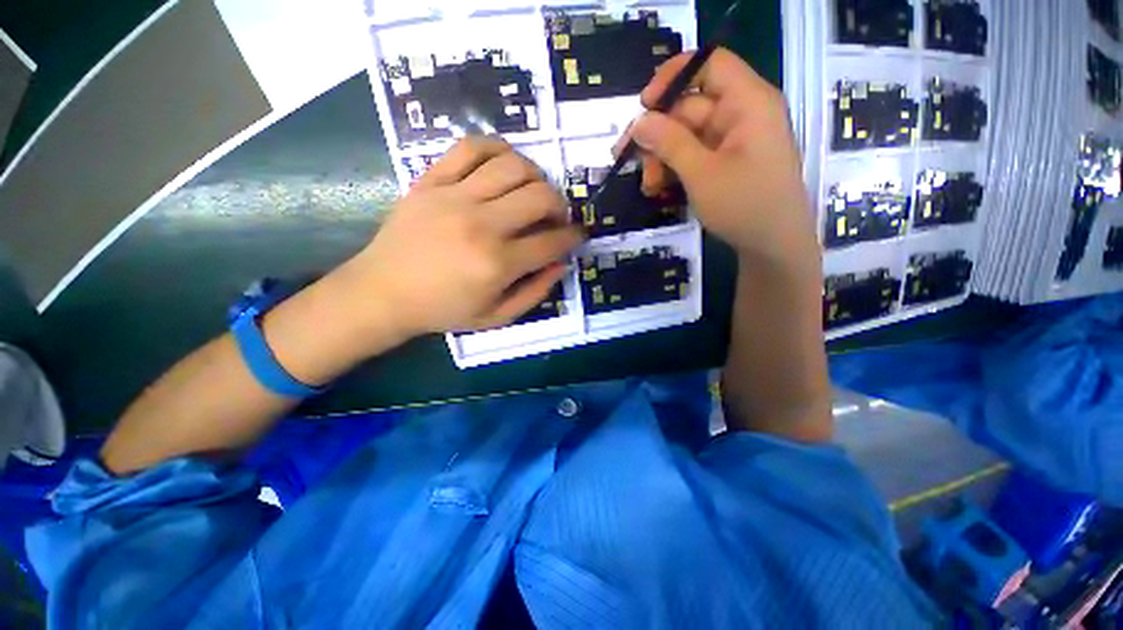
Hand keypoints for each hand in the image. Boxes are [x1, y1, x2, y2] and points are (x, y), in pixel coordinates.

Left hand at [333, 137, 583, 340]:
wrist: (382, 293)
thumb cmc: (443, 310)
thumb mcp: (497, 317)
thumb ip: (535, 292)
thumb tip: (561, 263)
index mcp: (498, 263)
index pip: (552, 241)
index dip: (573, 236)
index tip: (577, 235)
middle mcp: (481, 224)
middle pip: (540, 196)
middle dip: (560, 205)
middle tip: (556, 217)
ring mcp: (454, 197)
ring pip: (513, 165)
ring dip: (536, 176)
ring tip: (533, 191)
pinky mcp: (431, 181)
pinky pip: (470, 147)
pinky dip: (496, 149)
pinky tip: (504, 165)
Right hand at [624, 48, 817, 266]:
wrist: (773, 246)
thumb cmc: (744, 205)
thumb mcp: (701, 174)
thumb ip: (669, 143)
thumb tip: (639, 121)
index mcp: (747, 102)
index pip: (709, 64)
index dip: (673, 77)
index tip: (643, 105)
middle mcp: (740, 114)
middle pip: (689, 107)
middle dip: (657, 135)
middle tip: (626, 158)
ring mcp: (733, 140)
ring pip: (686, 136)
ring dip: (661, 159)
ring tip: (648, 187)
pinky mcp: (726, 162)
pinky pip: (694, 155)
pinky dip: (674, 169)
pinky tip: (659, 189)